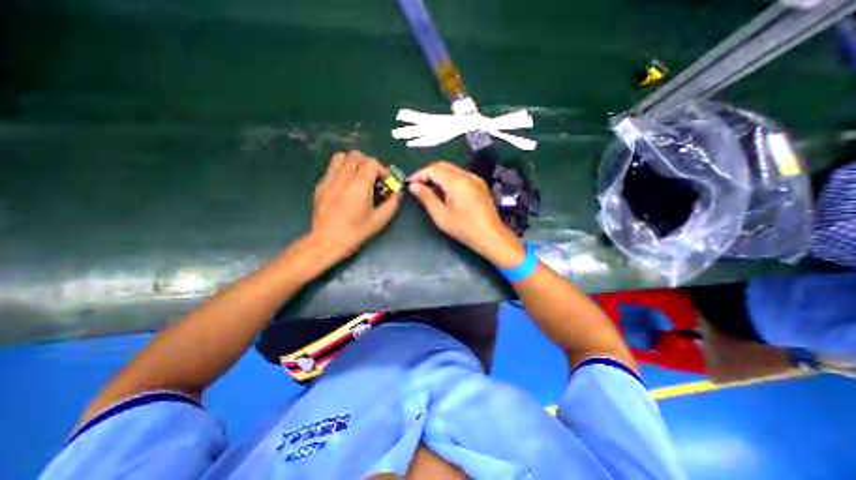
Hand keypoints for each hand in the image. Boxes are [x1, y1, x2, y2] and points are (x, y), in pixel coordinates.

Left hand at [310, 149, 403, 259]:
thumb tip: (398, 193)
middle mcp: (343, 177)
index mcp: (359, 185)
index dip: (382, 169)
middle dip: (368, 164)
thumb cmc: (355, 231)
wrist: (327, 241)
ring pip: (341, 157)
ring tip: (358, 177)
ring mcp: (329, 180)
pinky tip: (345, 185)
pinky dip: (342, 170)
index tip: (385, 181)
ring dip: (353, 163)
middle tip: (373, 178)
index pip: (371, 162)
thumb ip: (392, 204)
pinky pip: (332, 168)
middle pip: (356, 155)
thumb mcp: (379, 220)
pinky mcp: (320, 185)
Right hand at [408, 160, 520, 266]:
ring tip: (429, 189)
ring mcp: (475, 179)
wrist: (491, 236)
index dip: (419, 174)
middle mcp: (467, 175)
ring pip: (452, 170)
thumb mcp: (441, 216)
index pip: (433, 169)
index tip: (409, 183)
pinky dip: (449, 179)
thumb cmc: (464, 228)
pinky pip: (461, 176)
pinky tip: (444, 192)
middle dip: (428, 173)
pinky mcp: (480, 185)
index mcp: (457, 182)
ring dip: (438, 176)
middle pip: (443, 166)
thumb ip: (426, 198)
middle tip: (417, 185)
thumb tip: (414, 186)